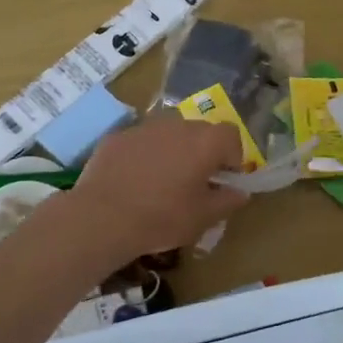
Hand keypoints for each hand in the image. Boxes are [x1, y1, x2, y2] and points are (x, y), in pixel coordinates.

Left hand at [68, 114, 249, 260]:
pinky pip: (141, 141)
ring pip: (169, 134)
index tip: (224, 180)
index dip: (232, 157)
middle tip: (195, 182)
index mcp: (205, 142)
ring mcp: (144, 127)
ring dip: (173, 151)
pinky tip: (134, 181)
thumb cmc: (162, 218)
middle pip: (200, 131)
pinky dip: (144, 155)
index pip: (231, 136)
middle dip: (203, 152)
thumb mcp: (203, 218)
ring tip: (163, 181)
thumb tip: (240, 193)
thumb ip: (228, 201)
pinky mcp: (117, 136)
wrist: (102, 217)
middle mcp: (177, 125)